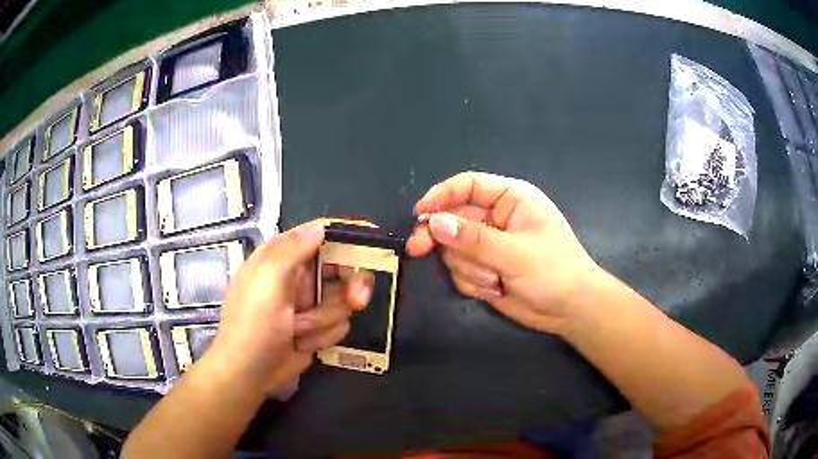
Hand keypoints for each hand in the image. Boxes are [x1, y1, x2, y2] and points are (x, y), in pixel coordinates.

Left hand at [208, 221, 371, 393]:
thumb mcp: (267, 283)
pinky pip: (340, 325)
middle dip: (350, 286)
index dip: (346, 233)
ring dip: (324, 320)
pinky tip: (301, 345)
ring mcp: (309, 304)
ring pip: (343, 301)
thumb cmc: (253, 325)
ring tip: (298, 331)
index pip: (318, 233)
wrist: (249, 373)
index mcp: (281, 257)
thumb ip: (292, 250)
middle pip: (342, 267)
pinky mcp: (317, 328)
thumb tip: (321, 228)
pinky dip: (322, 337)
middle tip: (358, 300)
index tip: (373, 237)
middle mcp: (297, 276)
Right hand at [407, 171, 602, 333]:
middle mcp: (496, 218)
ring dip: (468, 268)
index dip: (441, 195)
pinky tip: (495, 290)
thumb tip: (434, 224)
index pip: (468, 185)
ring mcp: (489, 245)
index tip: (419, 213)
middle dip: (442, 238)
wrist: (570, 310)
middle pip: (453, 218)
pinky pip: (460, 271)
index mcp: (511, 199)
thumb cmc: (555, 272)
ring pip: (454, 249)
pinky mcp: (484, 269)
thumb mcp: (516, 254)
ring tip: (495, 280)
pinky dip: (473, 282)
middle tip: (417, 249)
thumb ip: (474, 239)